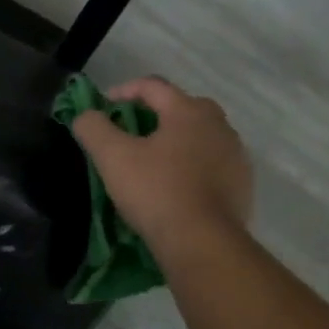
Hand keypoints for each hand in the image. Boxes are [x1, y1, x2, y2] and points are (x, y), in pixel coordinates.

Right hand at [70, 76, 251, 269]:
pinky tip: (175, 186)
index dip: (122, 91)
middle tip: (129, 133)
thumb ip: (93, 128)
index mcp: (189, 111)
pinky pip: (211, 164)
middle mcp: (219, 126)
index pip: (152, 86)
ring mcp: (236, 156)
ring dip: (174, 141)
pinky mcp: (242, 185)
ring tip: (150, 161)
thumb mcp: (112, 156)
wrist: (203, 242)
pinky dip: (191, 166)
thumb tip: (85, 115)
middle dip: (153, 114)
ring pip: (199, 136)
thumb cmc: (155, 191)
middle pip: (181, 107)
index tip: (102, 108)